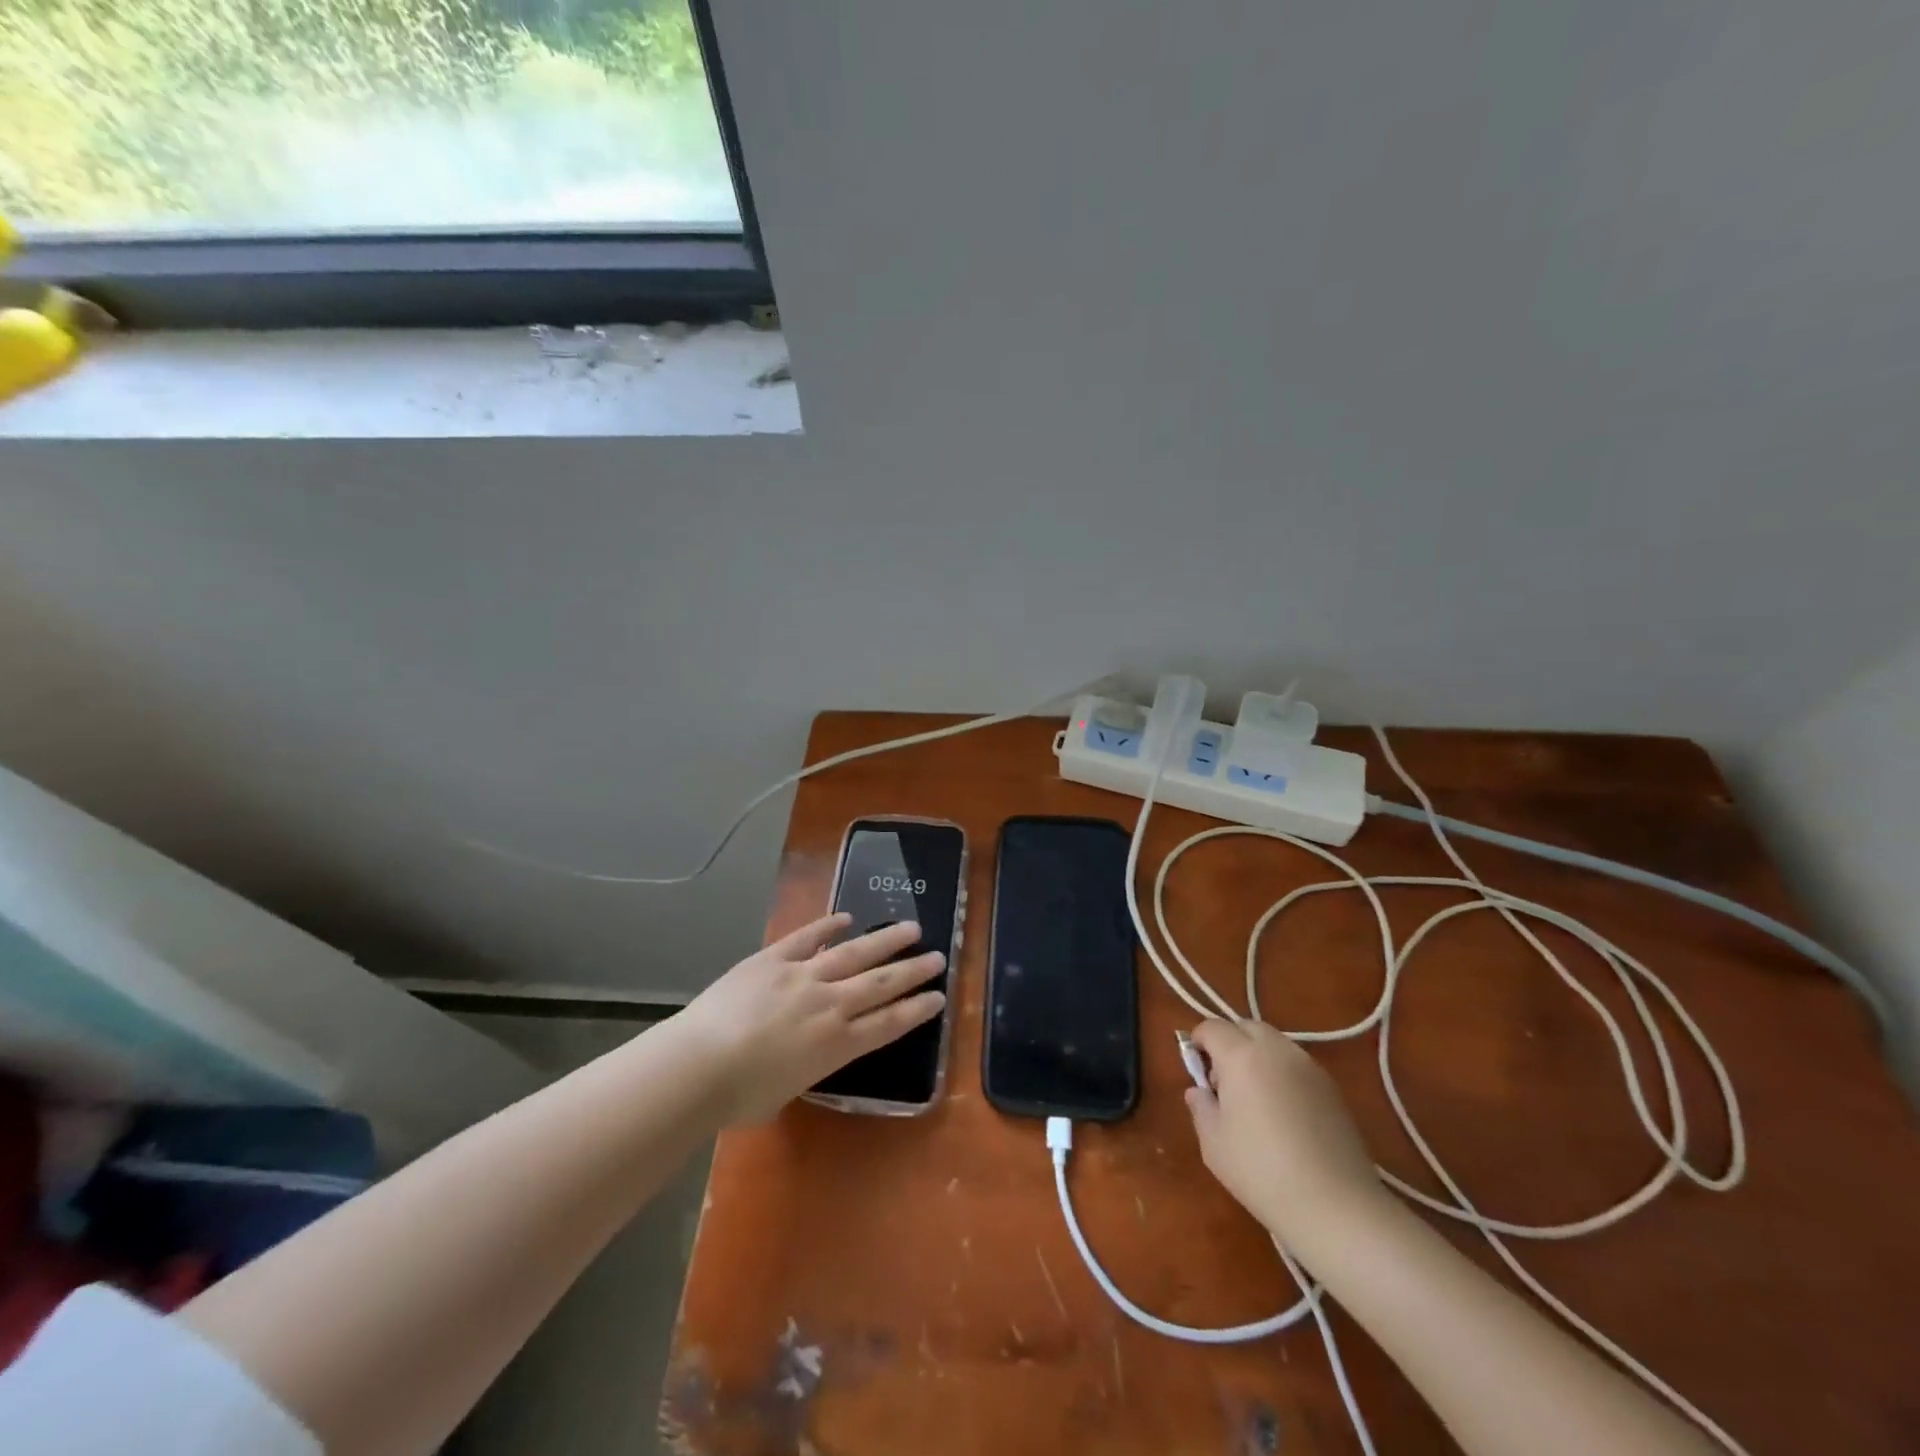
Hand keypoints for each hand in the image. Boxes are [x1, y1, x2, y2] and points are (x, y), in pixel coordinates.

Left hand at [671, 913, 946, 1123]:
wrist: (699, 1066)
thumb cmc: (738, 1097)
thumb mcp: (783, 1094)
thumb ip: (801, 1071)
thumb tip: (797, 1060)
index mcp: (836, 1046)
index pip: (888, 1024)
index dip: (916, 1010)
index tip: (939, 997)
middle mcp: (829, 1006)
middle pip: (880, 984)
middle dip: (912, 971)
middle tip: (938, 957)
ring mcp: (803, 976)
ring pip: (854, 954)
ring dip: (885, 940)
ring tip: (911, 928)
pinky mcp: (774, 959)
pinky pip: (807, 937)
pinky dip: (828, 926)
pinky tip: (847, 917)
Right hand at [1184, 1018, 1389, 1248]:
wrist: (1335, 1206)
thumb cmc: (1262, 1171)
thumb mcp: (1213, 1143)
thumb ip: (1200, 1106)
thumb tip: (1198, 1091)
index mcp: (1241, 1055)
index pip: (1211, 1027)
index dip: (1198, 1042)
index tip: (1197, 1072)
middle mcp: (1276, 1049)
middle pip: (1245, 1027)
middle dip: (1229, 1043)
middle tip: (1224, 1083)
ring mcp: (1309, 1066)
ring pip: (1274, 1043)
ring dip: (1257, 1056)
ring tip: (1256, 1098)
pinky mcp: (1332, 1087)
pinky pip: (1297, 1064)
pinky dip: (1282, 1073)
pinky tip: (1285, 1113)